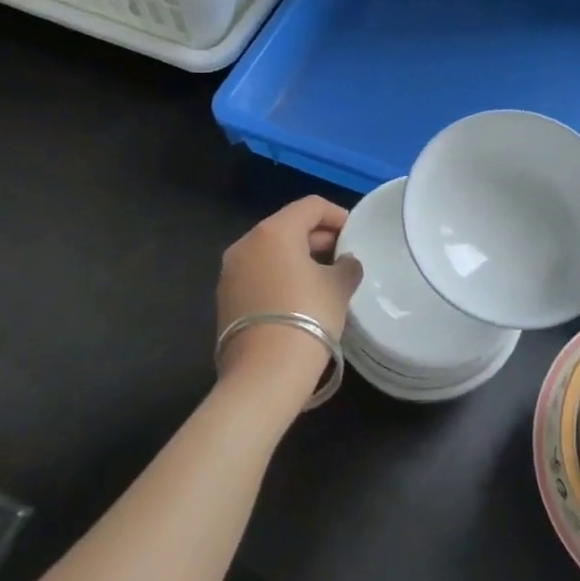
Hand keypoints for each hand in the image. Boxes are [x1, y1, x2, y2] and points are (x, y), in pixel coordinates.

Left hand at [217, 197, 363, 385]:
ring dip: (297, 257)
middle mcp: (246, 244)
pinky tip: (299, 298)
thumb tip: (345, 262)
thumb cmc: (308, 316)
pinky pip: (258, 274)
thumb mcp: (339, 287)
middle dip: (317, 237)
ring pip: (270, 251)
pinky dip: (279, 276)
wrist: (264, 373)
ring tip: (323, 278)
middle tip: (342, 255)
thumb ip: (347, 266)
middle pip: (287, 226)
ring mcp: (230, 272)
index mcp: (274, 232)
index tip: (354, 233)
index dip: (337, 214)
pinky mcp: (225, 299)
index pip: (310, 206)